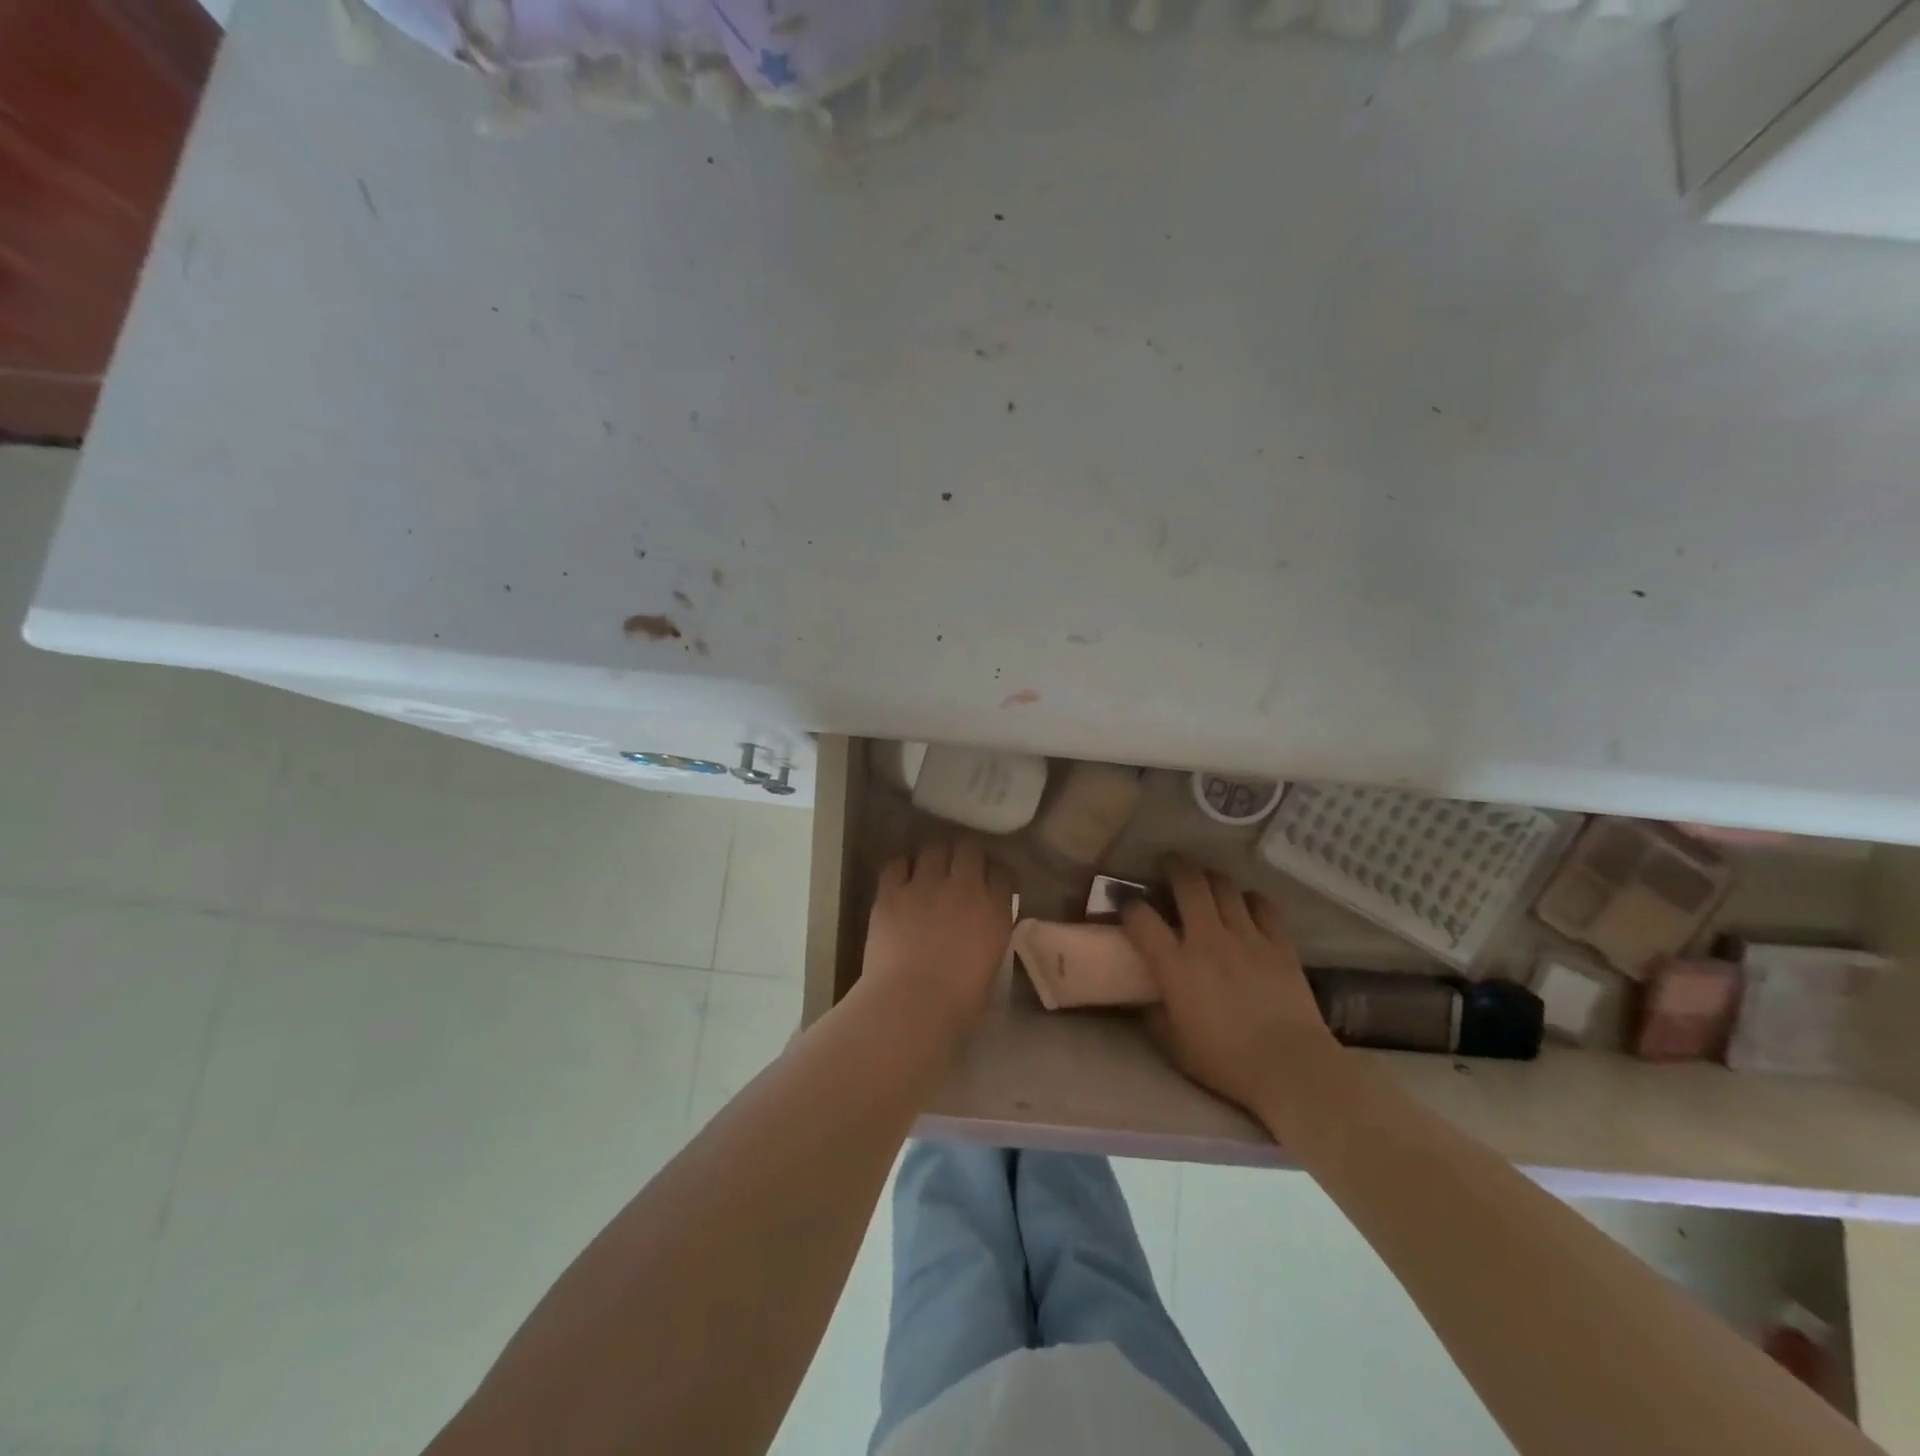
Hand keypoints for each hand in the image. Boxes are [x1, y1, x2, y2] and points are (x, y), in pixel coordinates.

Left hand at [857, 839, 1013, 1040]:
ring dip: (934, 856)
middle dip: (966, 855)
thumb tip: (979, 930)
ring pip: (934, 848)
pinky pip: (897, 864)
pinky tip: (901, 878)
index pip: (1002, 874)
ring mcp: (925, 885)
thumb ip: (988, 938)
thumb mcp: (990, 968)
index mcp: (994, 911)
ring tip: (929, 868)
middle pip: (970, 849)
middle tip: (959, 868)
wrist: (910, 1007)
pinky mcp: (891, 892)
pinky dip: (902, 867)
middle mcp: (963, 888)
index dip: (996, 875)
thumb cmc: (958, 1005)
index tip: (991, 883)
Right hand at [1120, 859, 1338, 1114]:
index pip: (1141, 918)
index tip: (1126, 904)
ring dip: (1210, 878)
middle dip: (1173, 867)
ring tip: (1204, 881)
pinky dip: (1249, 899)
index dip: (1128, 905)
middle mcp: (1207, 940)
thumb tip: (1146, 1000)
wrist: (1291, 1068)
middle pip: (1188, 883)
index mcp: (1175, 965)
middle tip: (1167, 865)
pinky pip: (1262, 905)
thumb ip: (1154, 1016)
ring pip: (1224, 886)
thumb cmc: (1226, 1062)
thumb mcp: (1174, 1046)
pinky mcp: (1279, 943)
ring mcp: (1247, 937)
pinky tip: (1245, 905)